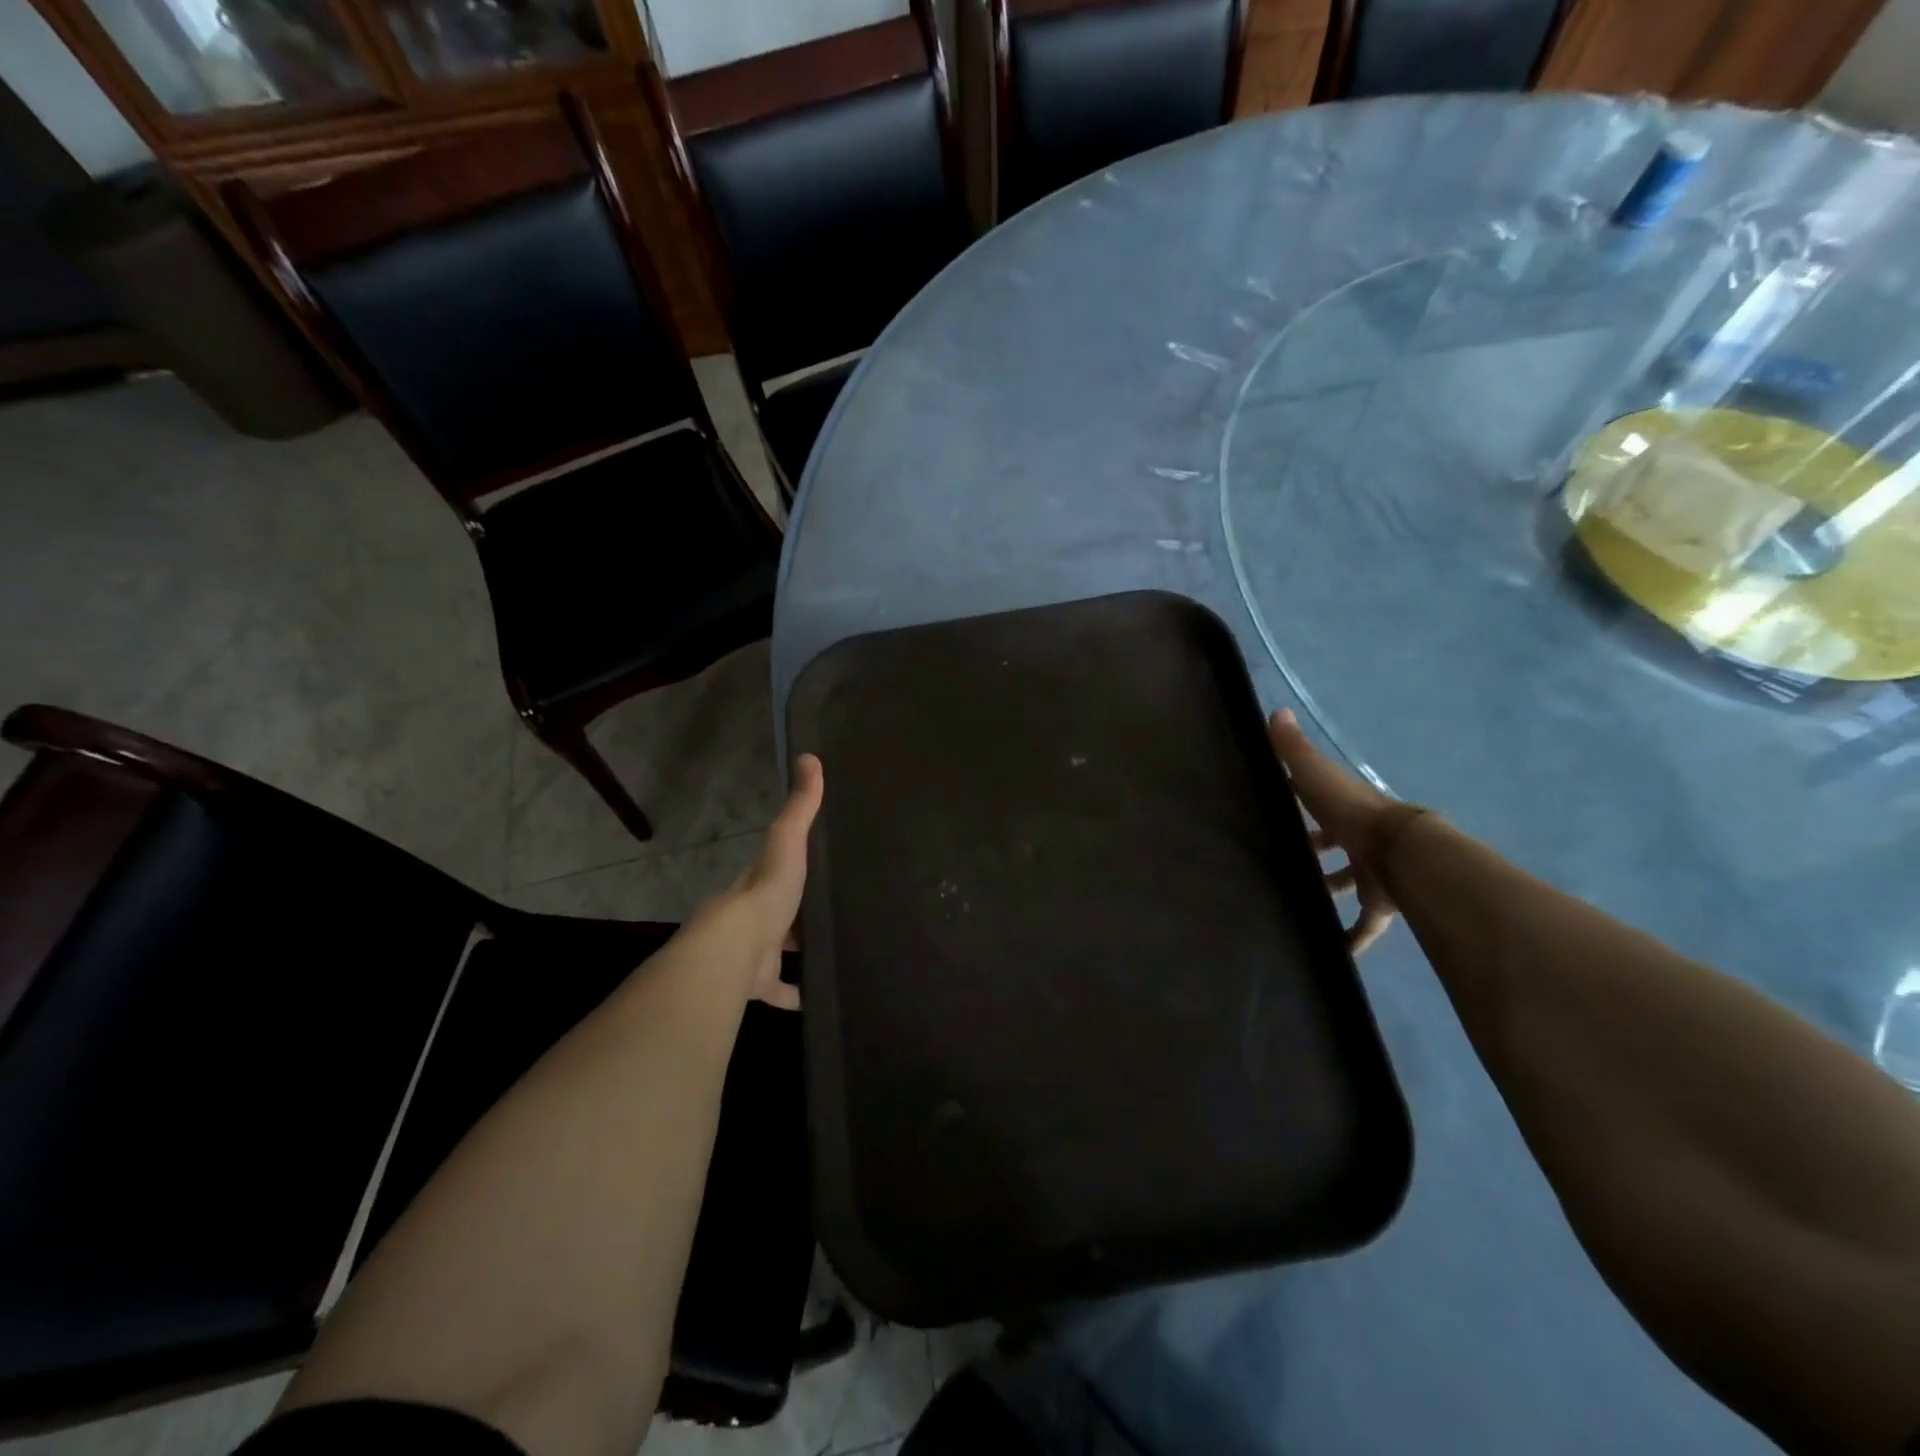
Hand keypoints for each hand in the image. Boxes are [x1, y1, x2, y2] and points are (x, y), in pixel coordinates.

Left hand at [688, 754, 823, 1009]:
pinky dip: (797, 994)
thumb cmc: (766, 892)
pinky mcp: (760, 983)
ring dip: (797, 952)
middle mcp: (753, 916)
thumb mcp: (788, 841)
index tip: (816, 867)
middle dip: (796, 913)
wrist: (737, 949)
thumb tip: (809, 755)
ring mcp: (754, 952)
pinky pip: (780, 990)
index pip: (775, 869)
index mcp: (758, 882)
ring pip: (778, 951)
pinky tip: (818, 995)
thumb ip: (801, 806)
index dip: (792, 867)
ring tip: (831, 949)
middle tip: (831, 911)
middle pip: (777, 912)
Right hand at [1267, 710, 1403, 954]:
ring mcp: (1371, 873)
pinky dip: (1351, 939)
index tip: (1277, 812)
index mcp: (1344, 809)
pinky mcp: (1380, 904)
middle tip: (1279, 862)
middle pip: (1334, 845)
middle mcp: (1359, 839)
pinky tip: (1333, 953)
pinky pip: (1364, 925)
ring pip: (1347, 883)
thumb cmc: (1351, 813)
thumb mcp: (1315, 775)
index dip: (1301, 805)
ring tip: (1295, 903)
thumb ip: (1294, 750)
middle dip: (1313, 852)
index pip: (1320, 803)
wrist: (1400, 854)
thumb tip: (1275, 710)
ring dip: (1327, 891)